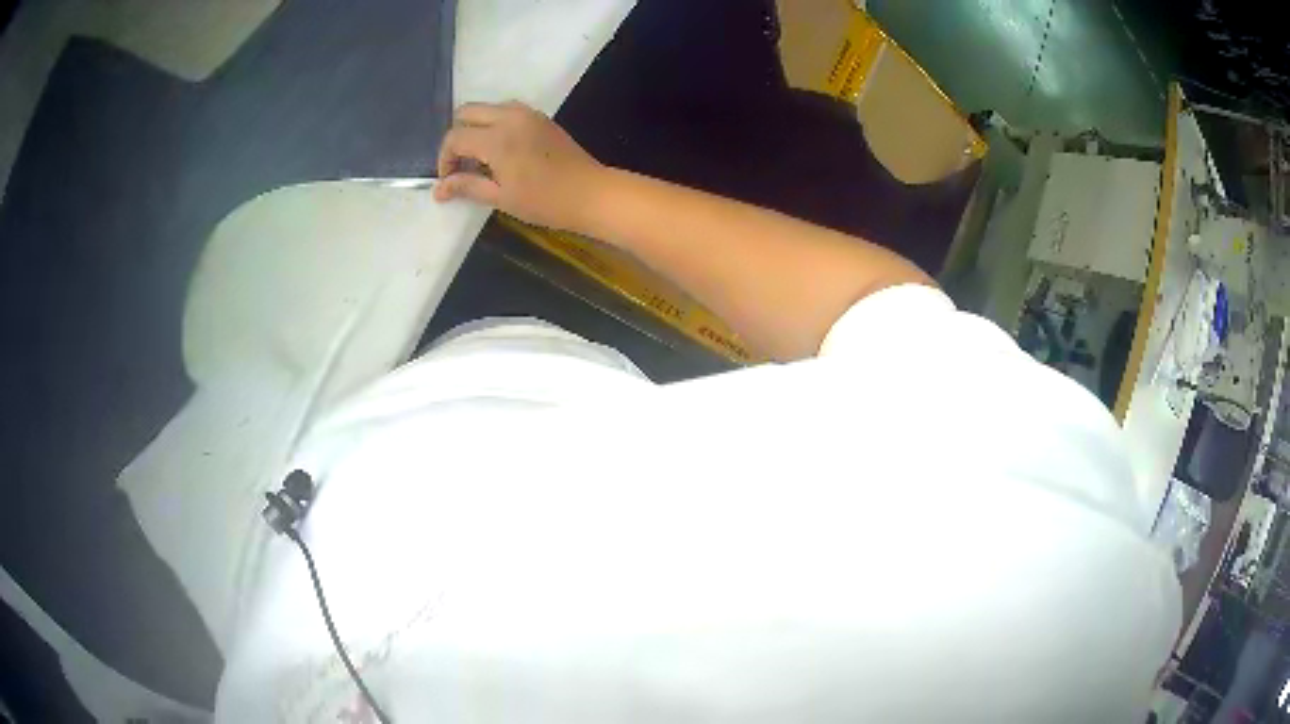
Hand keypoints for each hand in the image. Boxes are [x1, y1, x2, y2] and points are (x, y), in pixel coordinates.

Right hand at [434, 101, 604, 230]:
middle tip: (461, 165)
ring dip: (475, 128)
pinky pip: (506, 111)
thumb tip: (438, 189)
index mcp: (497, 138)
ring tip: (480, 159)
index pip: (455, 137)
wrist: (591, 193)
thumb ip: (467, 187)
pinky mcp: (539, 117)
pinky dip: (493, 124)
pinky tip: (500, 152)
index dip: (444, 158)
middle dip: (456, 137)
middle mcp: (509, 117)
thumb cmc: (545, 201)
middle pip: (466, 112)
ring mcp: (527, 113)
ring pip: (486, 108)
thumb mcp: (501, 197)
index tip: (448, 180)